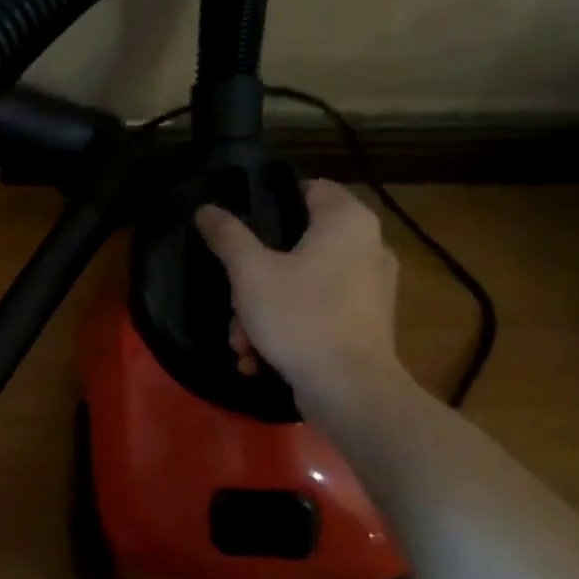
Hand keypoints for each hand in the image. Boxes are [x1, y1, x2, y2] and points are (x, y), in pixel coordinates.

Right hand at [192, 180, 402, 402]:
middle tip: (233, 300)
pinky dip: (286, 326)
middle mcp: (368, 246)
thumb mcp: (249, 273)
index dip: (270, 200)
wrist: (349, 390)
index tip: (237, 225)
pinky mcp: (365, 321)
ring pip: (301, 282)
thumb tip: (207, 209)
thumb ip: (227, 236)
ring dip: (262, 309)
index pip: (309, 188)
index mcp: (347, 222)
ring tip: (242, 342)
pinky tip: (260, 356)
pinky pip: (317, 309)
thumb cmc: (299, 317)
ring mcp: (371, 286)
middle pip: (296, 243)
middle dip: (254, 277)